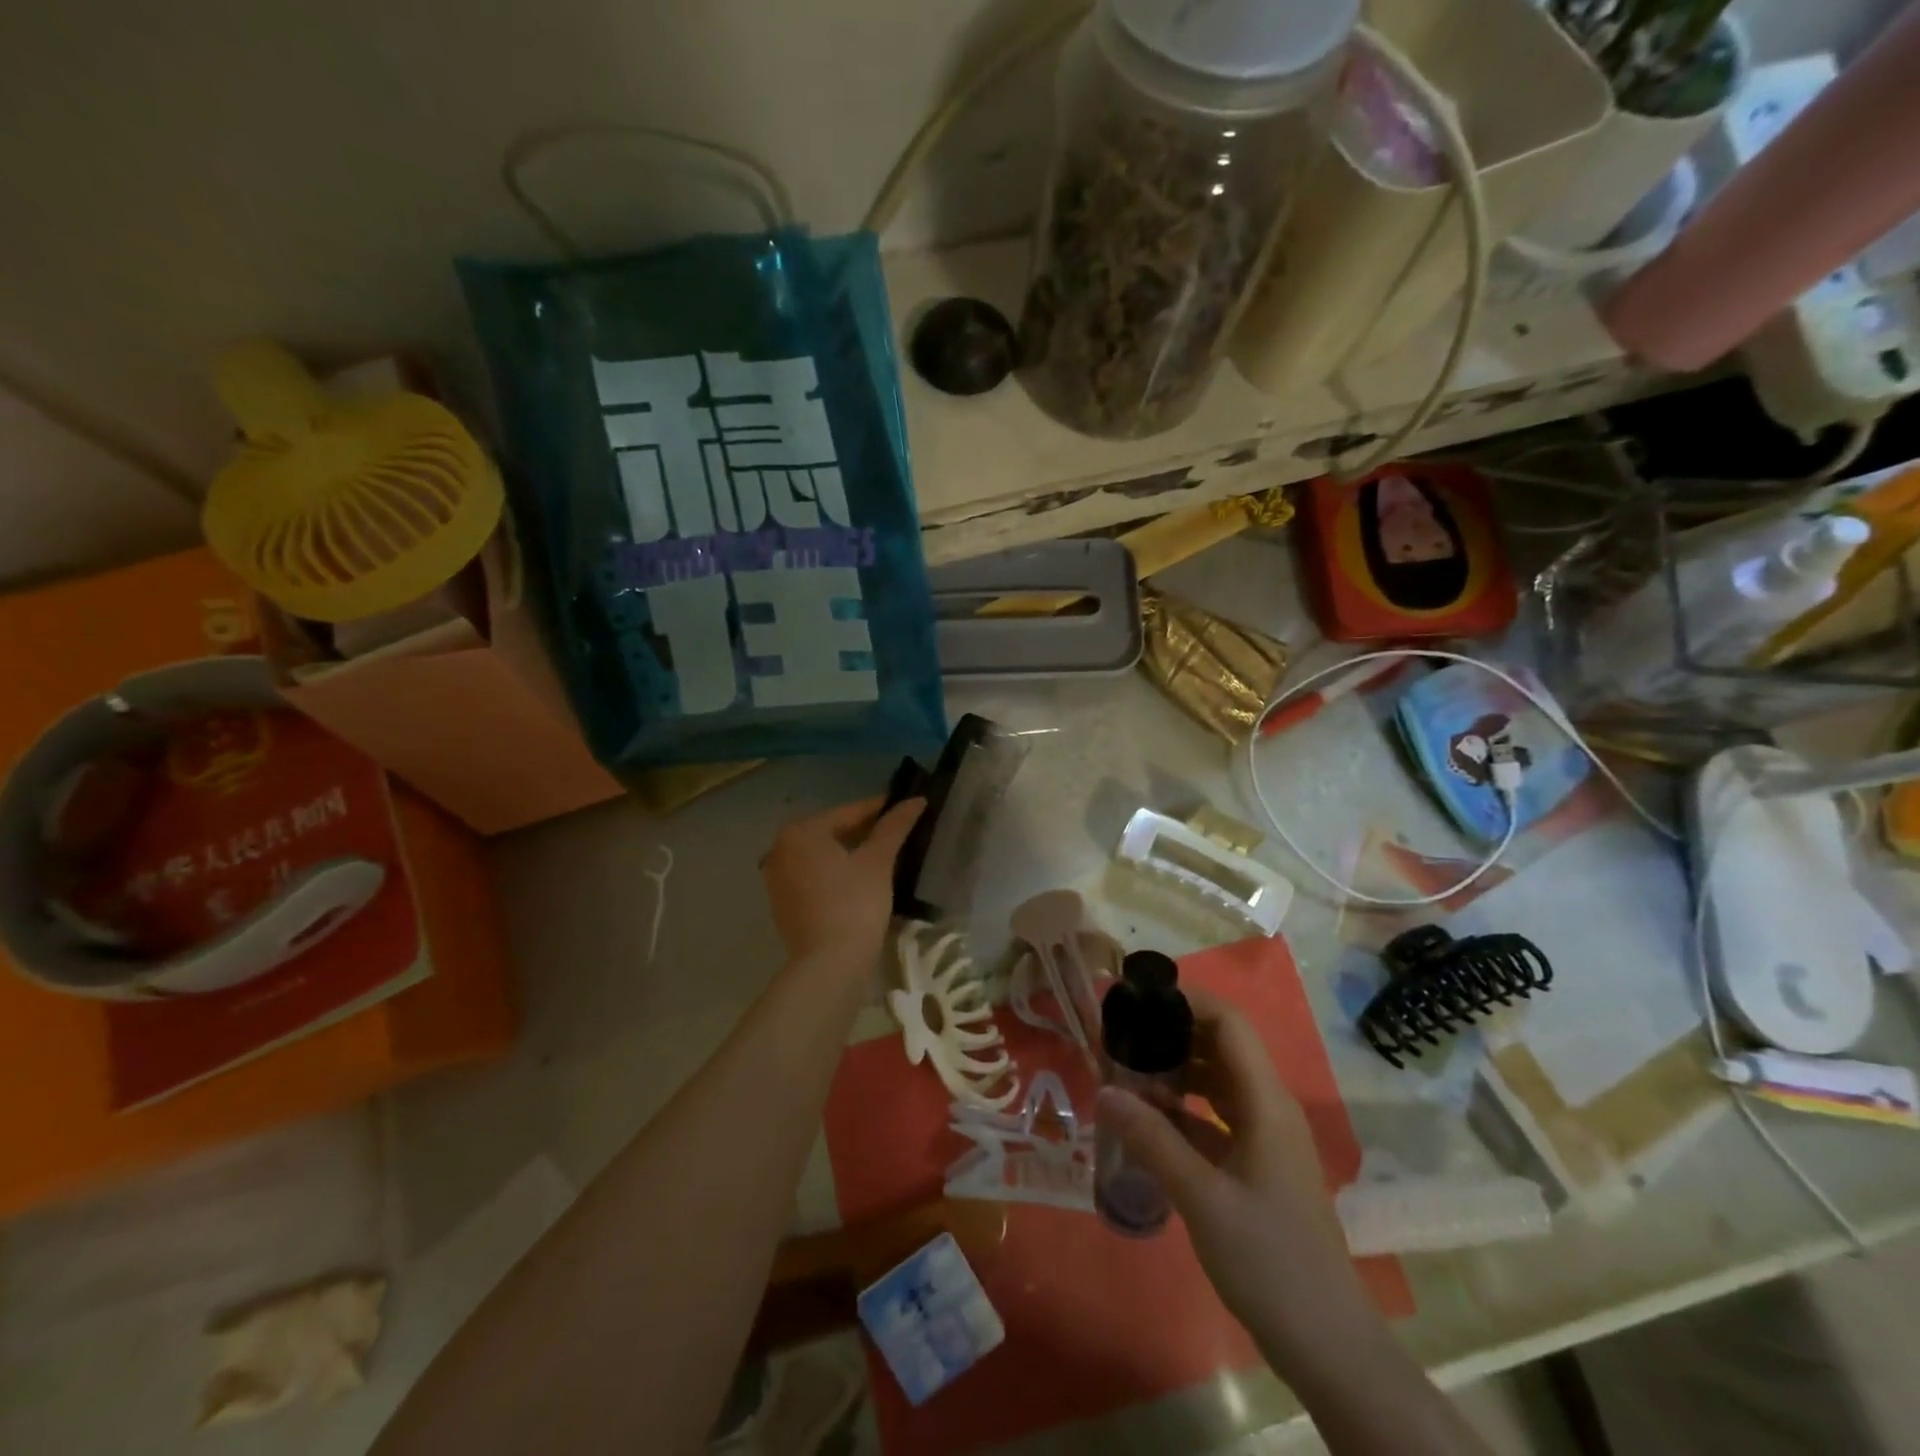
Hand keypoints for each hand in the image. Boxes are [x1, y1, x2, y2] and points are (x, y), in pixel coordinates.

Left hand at [760, 795, 923, 972]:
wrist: (829, 965)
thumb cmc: (854, 904)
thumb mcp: (878, 862)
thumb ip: (894, 827)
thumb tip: (916, 800)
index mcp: (801, 831)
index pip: (848, 812)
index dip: (880, 809)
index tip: (904, 806)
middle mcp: (780, 848)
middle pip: (831, 832)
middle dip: (863, 831)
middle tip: (896, 831)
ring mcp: (777, 878)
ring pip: (821, 856)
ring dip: (849, 852)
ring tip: (882, 855)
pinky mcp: (782, 903)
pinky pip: (813, 877)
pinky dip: (834, 873)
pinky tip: (859, 880)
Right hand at [1095, 989, 1385, 1382]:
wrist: (1326, 1342)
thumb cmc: (1269, 1260)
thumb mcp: (1202, 1198)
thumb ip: (1152, 1139)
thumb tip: (1104, 1090)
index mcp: (1266, 1102)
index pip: (1230, 1024)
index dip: (1189, 1000)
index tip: (1141, 997)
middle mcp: (1268, 1108)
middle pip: (1221, 1047)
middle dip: (1172, 1033)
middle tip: (1122, 1034)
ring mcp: (1264, 1138)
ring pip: (1217, 1082)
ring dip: (1175, 1071)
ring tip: (1126, 1071)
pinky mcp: (1256, 1165)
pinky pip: (1215, 1118)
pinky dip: (1182, 1109)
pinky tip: (1146, 1119)